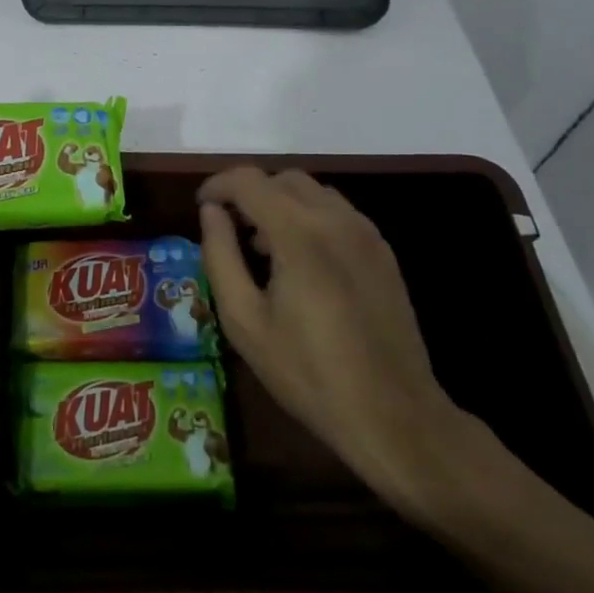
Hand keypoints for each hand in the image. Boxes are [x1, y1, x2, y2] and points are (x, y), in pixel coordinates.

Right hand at [197, 167, 480, 523]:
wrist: (392, 414)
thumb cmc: (307, 372)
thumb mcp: (244, 320)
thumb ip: (220, 255)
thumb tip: (211, 213)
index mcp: (298, 232)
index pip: (249, 180)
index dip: (217, 186)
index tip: (201, 208)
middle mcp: (336, 219)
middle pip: (283, 178)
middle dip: (249, 193)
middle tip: (229, 230)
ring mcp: (366, 233)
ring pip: (313, 192)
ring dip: (280, 204)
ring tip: (263, 248)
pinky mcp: (383, 252)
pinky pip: (338, 213)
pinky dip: (309, 218)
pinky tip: (300, 262)